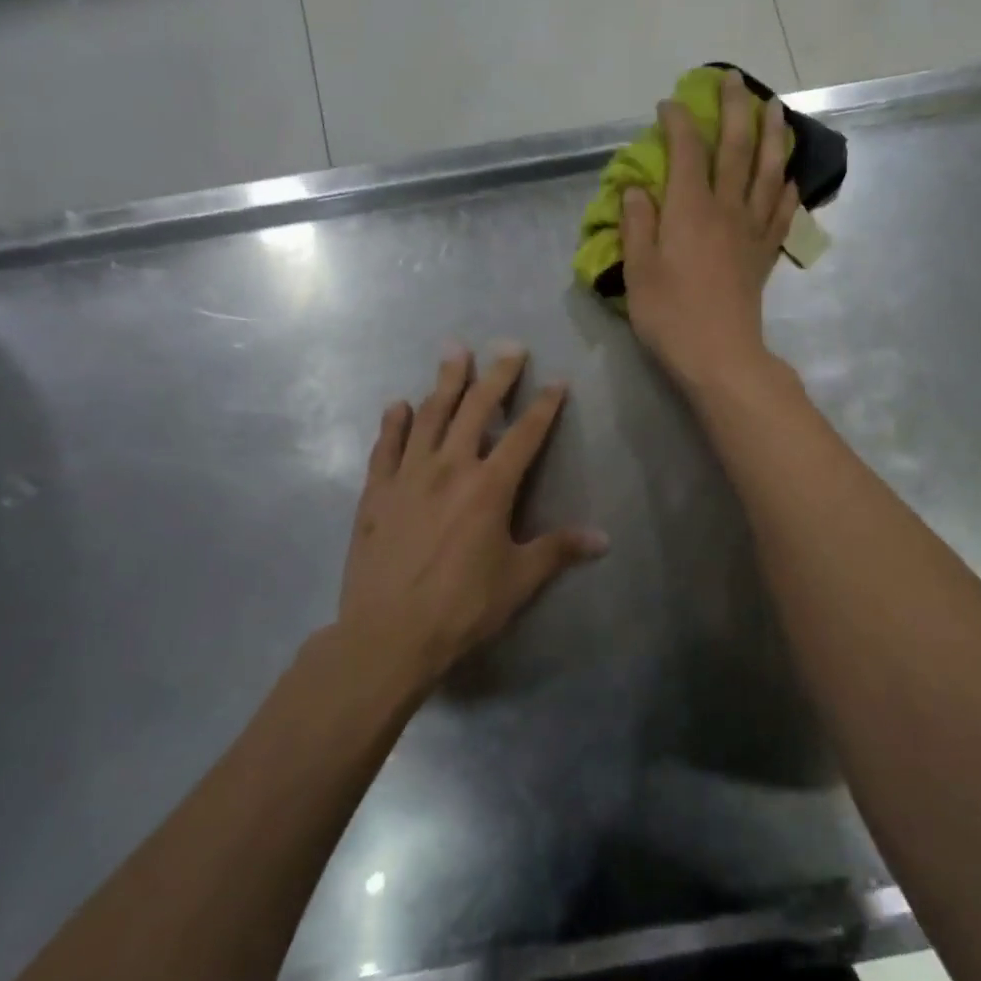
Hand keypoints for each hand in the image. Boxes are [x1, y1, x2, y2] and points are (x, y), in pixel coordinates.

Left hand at [338, 345, 607, 687]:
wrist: (388, 634)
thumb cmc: (462, 607)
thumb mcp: (519, 580)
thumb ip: (559, 550)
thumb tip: (604, 539)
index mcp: (490, 487)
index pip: (525, 435)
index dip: (545, 406)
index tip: (557, 381)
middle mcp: (450, 468)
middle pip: (477, 409)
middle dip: (497, 375)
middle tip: (508, 346)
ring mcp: (408, 476)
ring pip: (430, 415)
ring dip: (444, 381)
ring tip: (454, 351)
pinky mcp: (376, 492)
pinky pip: (386, 446)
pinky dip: (393, 423)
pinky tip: (398, 405)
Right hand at [621, 68, 799, 396]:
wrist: (720, 356)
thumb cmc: (670, 316)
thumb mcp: (638, 271)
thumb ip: (637, 225)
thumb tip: (636, 188)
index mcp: (689, 210)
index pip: (686, 151)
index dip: (678, 122)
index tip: (669, 104)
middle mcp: (726, 209)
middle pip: (735, 148)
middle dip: (734, 109)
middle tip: (734, 80)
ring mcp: (751, 231)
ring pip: (767, 172)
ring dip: (772, 136)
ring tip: (775, 109)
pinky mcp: (765, 254)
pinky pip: (780, 212)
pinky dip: (786, 189)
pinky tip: (789, 176)